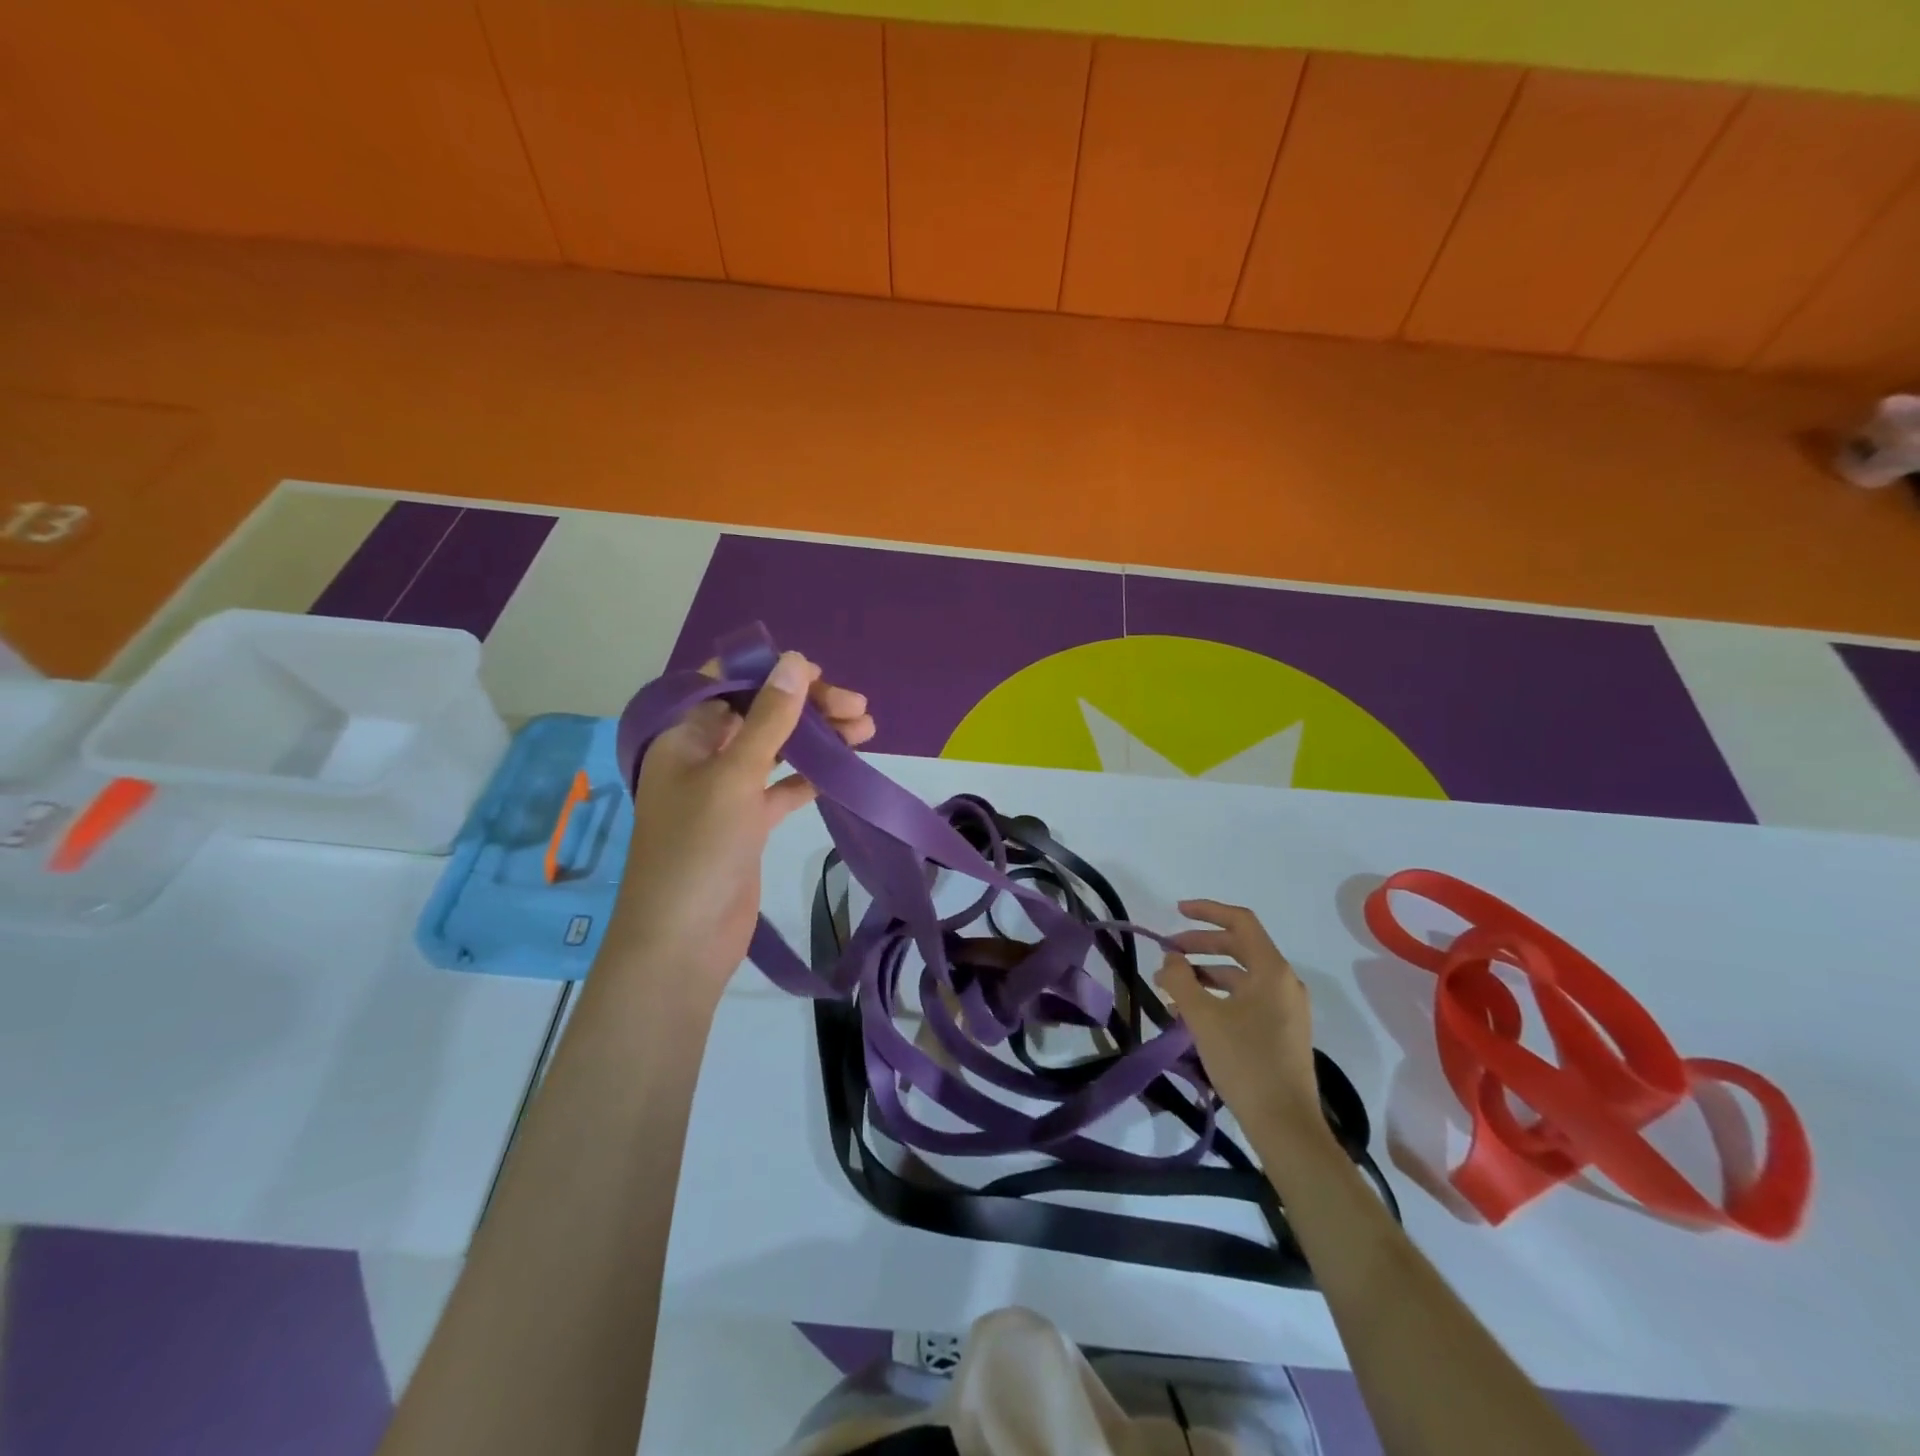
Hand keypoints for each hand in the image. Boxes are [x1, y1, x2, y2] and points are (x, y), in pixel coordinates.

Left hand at [612, 651, 873, 1002]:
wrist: (683, 942)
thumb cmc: (698, 849)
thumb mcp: (734, 776)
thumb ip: (768, 719)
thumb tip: (796, 662)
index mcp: (683, 736)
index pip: (725, 683)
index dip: (769, 672)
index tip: (817, 674)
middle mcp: (703, 756)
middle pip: (758, 714)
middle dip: (806, 707)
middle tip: (858, 708)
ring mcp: (726, 791)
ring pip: (776, 749)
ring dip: (816, 738)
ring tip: (866, 730)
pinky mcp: (748, 823)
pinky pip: (782, 786)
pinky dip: (810, 774)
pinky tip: (843, 768)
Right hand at [1156, 900, 1329, 1149]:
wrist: (1285, 1125)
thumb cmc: (1245, 1062)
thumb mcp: (1203, 1017)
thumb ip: (1181, 980)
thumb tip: (1170, 959)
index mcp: (1272, 971)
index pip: (1241, 922)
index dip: (1208, 911)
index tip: (1177, 911)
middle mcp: (1284, 983)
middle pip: (1240, 947)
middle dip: (1200, 945)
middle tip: (1168, 952)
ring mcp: (1286, 1009)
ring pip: (1242, 975)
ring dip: (1206, 972)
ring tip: (1173, 985)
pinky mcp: (1282, 1032)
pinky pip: (1247, 998)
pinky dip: (1219, 994)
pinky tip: (1194, 1011)